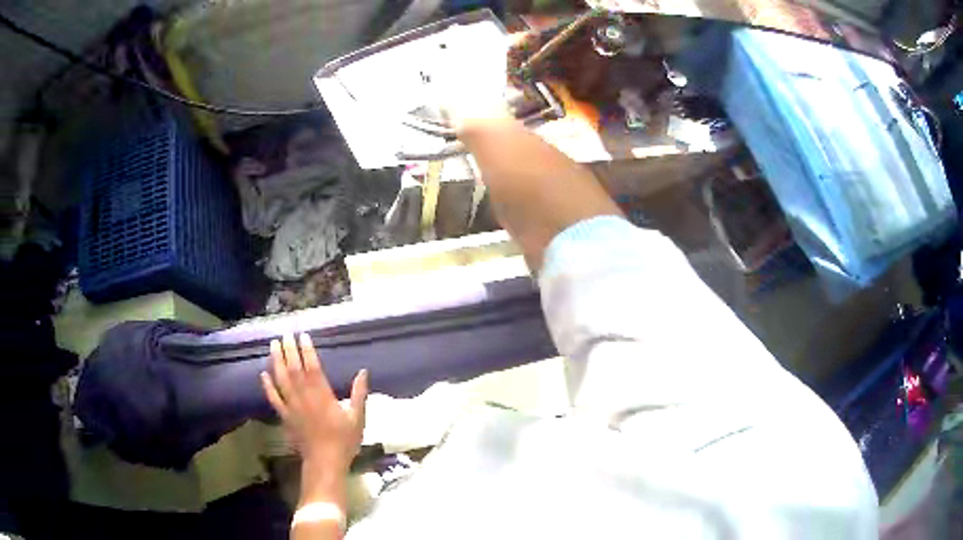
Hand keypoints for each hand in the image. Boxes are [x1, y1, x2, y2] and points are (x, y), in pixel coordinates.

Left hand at [261, 333, 367, 474]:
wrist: (325, 462)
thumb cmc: (344, 441)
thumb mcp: (358, 418)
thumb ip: (359, 394)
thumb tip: (363, 372)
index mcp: (323, 396)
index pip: (313, 368)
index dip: (307, 351)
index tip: (303, 336)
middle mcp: (305, 398)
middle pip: (294, 370)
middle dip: (289, 350)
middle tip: (285, 334)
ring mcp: (292, 407)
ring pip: (282, 380)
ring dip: (276, 361)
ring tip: (273, 345)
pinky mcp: (285, 417)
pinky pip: (274, 398)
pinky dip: (268, 386)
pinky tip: (263, 374)